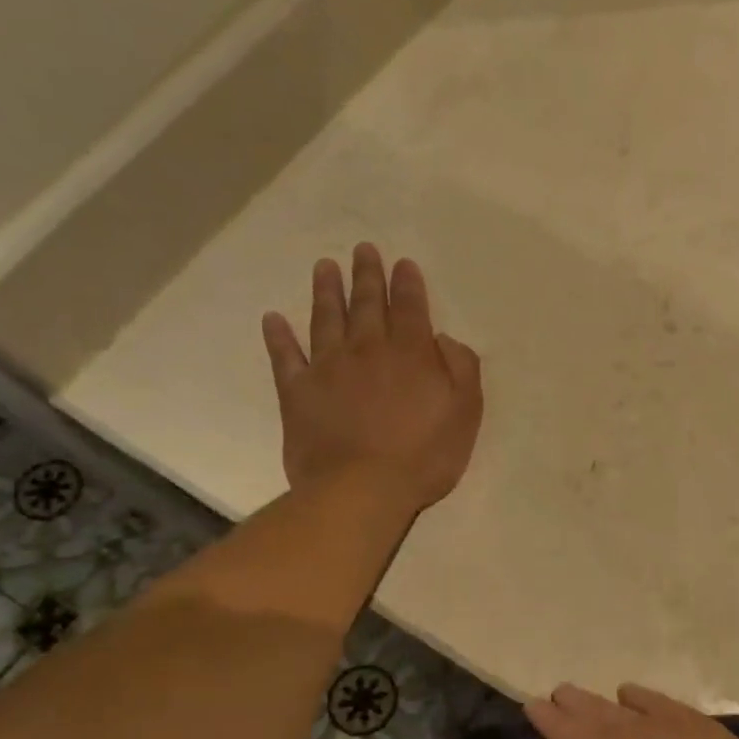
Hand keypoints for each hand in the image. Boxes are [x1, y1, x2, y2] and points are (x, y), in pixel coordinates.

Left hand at [261, 244, 482, 511]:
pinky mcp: (298, 392)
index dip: (407, 283)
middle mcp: (367, 350)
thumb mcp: (465, 414)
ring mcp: (328, 368)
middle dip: (366, 275)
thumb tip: (443, 340)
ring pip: (326, 319)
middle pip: (366, 304)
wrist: (362, 489)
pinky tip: (273, 319)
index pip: (409, 308)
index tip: (402, 263)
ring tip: (324, 267)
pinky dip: (278, 337)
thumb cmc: (424, 456)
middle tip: (362, 249)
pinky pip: (285, 357)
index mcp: (410, 354)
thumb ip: (461, 370)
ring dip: (325, 291)